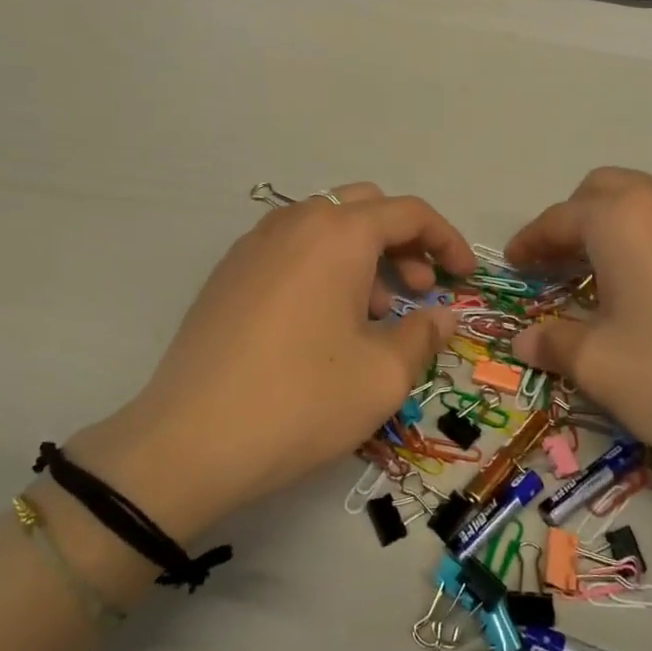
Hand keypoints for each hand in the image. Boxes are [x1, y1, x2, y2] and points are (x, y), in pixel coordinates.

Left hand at [70, 183, 473, 537]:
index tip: (463, 278)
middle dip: (403, 243)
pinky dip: (323, 267)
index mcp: (338, 233)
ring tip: (373, 316)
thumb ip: (424, 335)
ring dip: (363, 257)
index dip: (446, 240)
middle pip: (365, 208)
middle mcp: (294, 222)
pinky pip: (291, 250)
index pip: (408, 212)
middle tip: (419, 292)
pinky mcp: (228, 273)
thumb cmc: (301, 400)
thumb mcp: (382, 375)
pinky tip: (323, 323)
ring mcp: (254, 245)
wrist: (188, 442)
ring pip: (326, 228)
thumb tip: (441, 315)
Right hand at [507, 168, 651, 492]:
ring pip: (651, 201)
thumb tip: (525, 341)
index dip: (531, 241)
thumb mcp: (600, 366)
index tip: (515, 265)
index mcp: (624, 218)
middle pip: (606, 191)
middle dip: (574, 221)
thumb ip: (554, 342)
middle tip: (560, 264)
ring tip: (611, 274)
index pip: (561, 218)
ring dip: (619, 225)